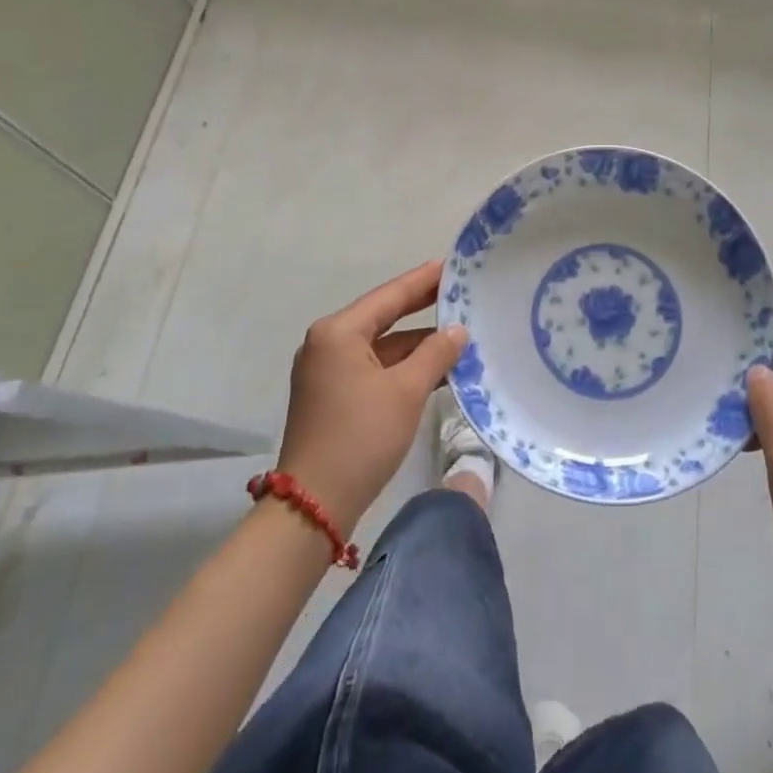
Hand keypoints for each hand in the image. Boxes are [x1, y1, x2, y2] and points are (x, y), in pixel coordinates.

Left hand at [275, 260, 465, 533]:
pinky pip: (374, 367)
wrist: (313, 507)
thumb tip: (457, 331)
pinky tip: (436, 369)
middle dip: (422, 308)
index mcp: (339, 332)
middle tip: (459, 292)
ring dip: (417, 344)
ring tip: (459, 335)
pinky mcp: (332, 396)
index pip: (390, 295)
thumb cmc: (360, 438)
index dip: (424, 280)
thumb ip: (435, 354)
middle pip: (384, 316)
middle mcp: (327, 343)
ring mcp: (327, 371)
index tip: (452, 264)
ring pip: (381, 345)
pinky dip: (403, 367)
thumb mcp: (406, 392)